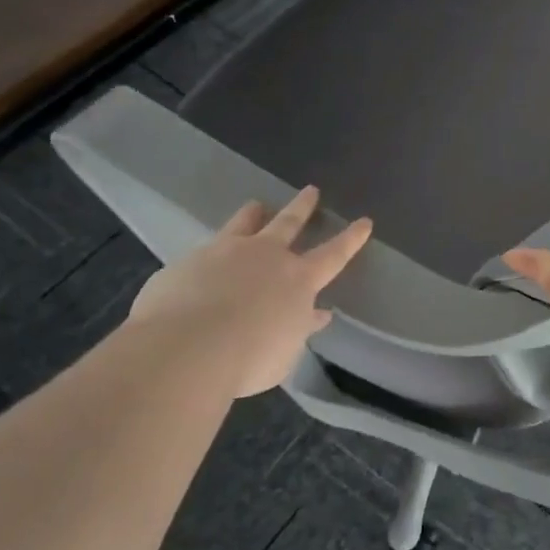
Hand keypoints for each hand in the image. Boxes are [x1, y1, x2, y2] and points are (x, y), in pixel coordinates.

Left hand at [128, 187, 371, 396]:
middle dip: (303, 207)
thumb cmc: (248, 359)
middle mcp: (266, 257)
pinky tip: (201, 261)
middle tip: (310, 191)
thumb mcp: (285, 352)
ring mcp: (225, 253)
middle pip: (289, 224)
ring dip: (253, 214)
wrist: (185, 349)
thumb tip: (317, 315)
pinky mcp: (187, 261)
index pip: (334, 255)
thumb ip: (299, 328)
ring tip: (256, 205)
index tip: (364, 221)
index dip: (351, 239)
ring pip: (244, 224)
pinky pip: (204, 251)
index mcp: (298, 280)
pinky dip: (210, 253)